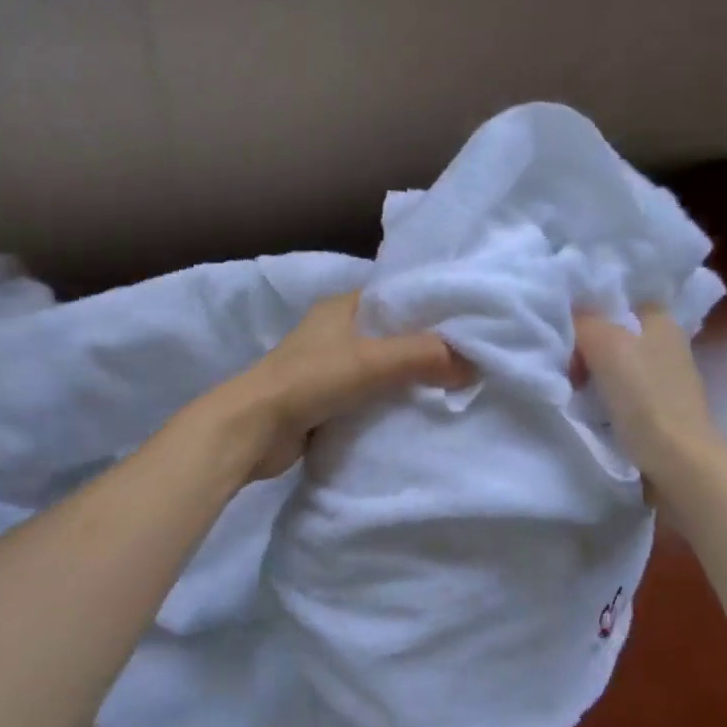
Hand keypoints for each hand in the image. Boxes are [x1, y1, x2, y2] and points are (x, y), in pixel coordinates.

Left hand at [215, 293, 472, 480]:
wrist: (254, 429)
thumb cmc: (310, 381)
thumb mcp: (372, 361)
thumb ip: (423, 356)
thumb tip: (473, 364)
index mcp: (340, 307)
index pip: (394, 298)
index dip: (429, 308)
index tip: (468, 323)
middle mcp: (333, 332)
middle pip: (390, 335)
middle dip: (424, 347)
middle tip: (469, 360)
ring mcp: (326, 368)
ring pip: (379, 368)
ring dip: (407, 379)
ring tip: (453, 387)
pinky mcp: (323, 401)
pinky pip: (366, 397)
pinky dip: (388, 404)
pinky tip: (418, 414)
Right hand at [574, 308, 725, 487]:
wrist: (677, 461)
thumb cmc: (644, 395)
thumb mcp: (605, 344)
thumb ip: (582, 321)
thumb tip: (567, 315)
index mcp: (661, 320)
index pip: (620, 299)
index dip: (591, 305)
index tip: (562, 319)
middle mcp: (666, 343)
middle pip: (612, 331)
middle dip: (584, 342)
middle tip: (560, 356)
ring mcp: (663, 378)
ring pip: (613, 362)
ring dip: (589, 370)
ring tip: (567, 381)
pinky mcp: (656, 408)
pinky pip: (618, 389)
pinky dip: (600, 394)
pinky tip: (584, 403)